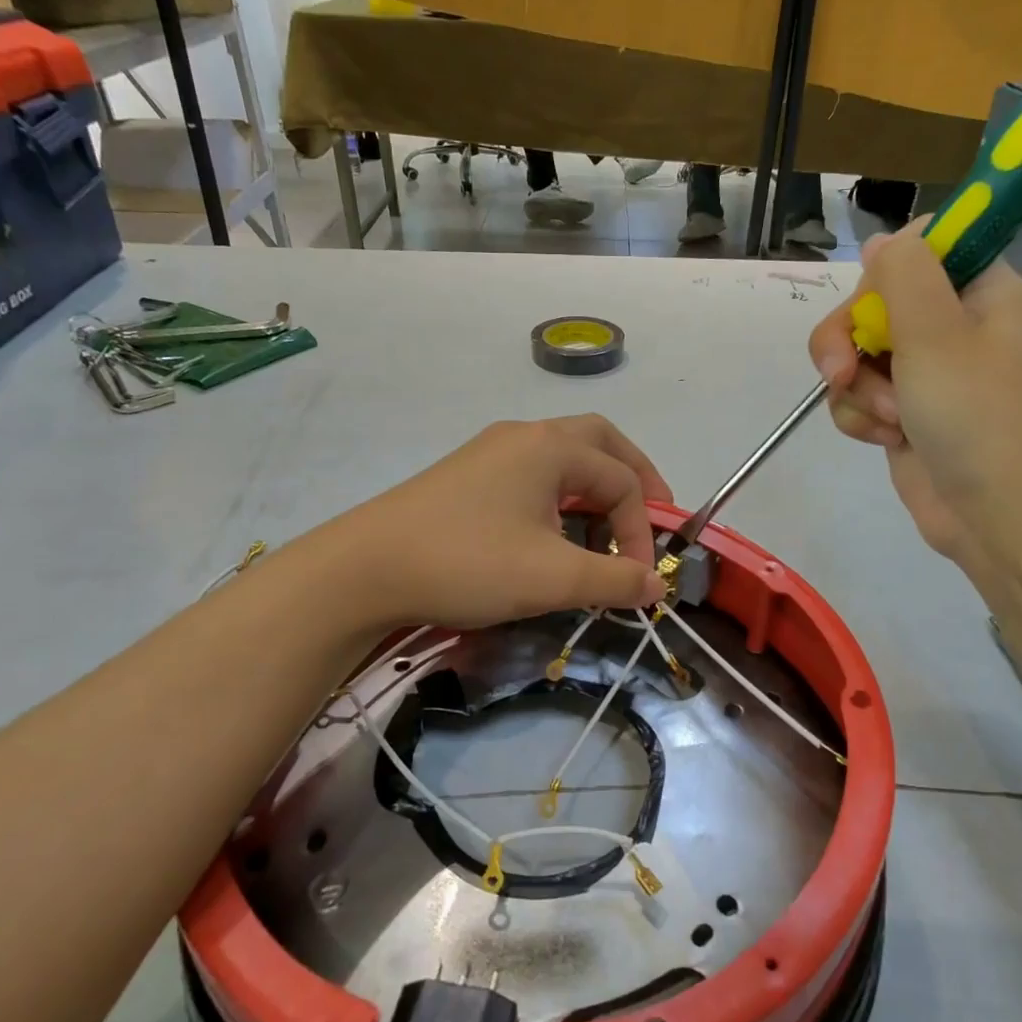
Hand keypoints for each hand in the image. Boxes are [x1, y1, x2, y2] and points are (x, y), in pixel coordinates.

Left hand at [329, 415, 672, 628]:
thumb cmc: (468, 563)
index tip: (639, 580)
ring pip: (563, 457)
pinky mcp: (468, 476)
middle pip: (599, 443)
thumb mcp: (552, 578)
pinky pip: (533, 475)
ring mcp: (491, 452)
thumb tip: (656, 585)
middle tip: (651, 514)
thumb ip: (614, 579)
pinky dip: (561, 497)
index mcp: (551, 447)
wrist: (364, 569)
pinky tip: (554, 534)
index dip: (642, 531)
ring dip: (595, 488)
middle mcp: (525, 436)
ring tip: (606, 530)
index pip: (622, 480)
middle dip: (633, 478)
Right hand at [807, 221, 1021, 564]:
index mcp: (974, 291)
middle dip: (849, 344)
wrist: (997, 514)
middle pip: (868, 307)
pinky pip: (857, 398)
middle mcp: (948, 325)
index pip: (913, 252)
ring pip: (855, 357)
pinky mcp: (902, 414)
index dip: (881, 277)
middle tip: (843, 373)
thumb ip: (903, 274)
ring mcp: (922, 373)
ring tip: (893, 421)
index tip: (876, 306)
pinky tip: (887, 440)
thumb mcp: (936, 332)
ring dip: (859, 390)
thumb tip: (879, 241)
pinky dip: (862, 419)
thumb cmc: (977, 416)